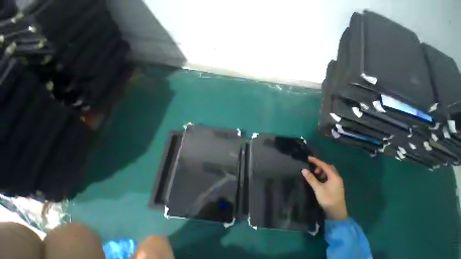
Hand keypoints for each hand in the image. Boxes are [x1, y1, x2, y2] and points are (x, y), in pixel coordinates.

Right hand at [302, 157, 347, 220]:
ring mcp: (337, 182)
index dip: (316, 161)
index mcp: (334, 177)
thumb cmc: (328, 200)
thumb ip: (311, 178)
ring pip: (329, 172)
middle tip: (312, 167)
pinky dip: (324, 175)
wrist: (337, 214)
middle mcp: (337, 178)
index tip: (308, 158)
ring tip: (315, 174)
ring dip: (322, 170)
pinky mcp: (336, 186)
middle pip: (329, 167)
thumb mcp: (318, 189)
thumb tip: (303, 169)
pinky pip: (329, 176)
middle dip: (320, 165)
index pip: (324, 165)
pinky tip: (319, 179)